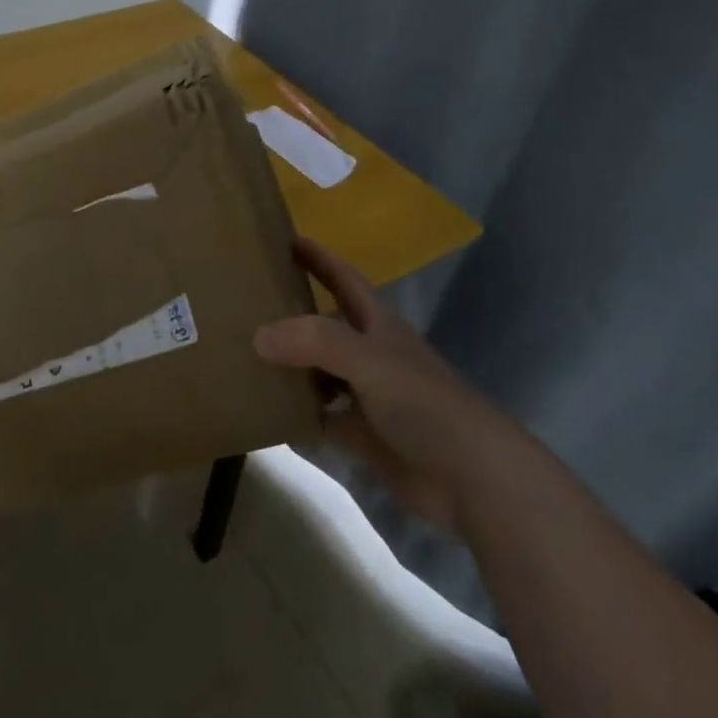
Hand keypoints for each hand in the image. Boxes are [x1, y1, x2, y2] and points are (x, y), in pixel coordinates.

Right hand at [253, 238, 501, 530]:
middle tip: (245, 303)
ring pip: (319, 373)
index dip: (318, 258)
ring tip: (244, 357)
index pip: (344, 280)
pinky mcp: (365, 437)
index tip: (283, 238)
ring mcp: (368, 397)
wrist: (473, 478)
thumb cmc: (425, 405)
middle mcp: (371, 356)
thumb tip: (258, 335)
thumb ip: (315, 342)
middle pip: (326, 325)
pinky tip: (264, 413)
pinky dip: (297, 415)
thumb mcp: (370, 360)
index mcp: (379, 326)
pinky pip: (321, 419)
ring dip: (289, 366)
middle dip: (292, 312)